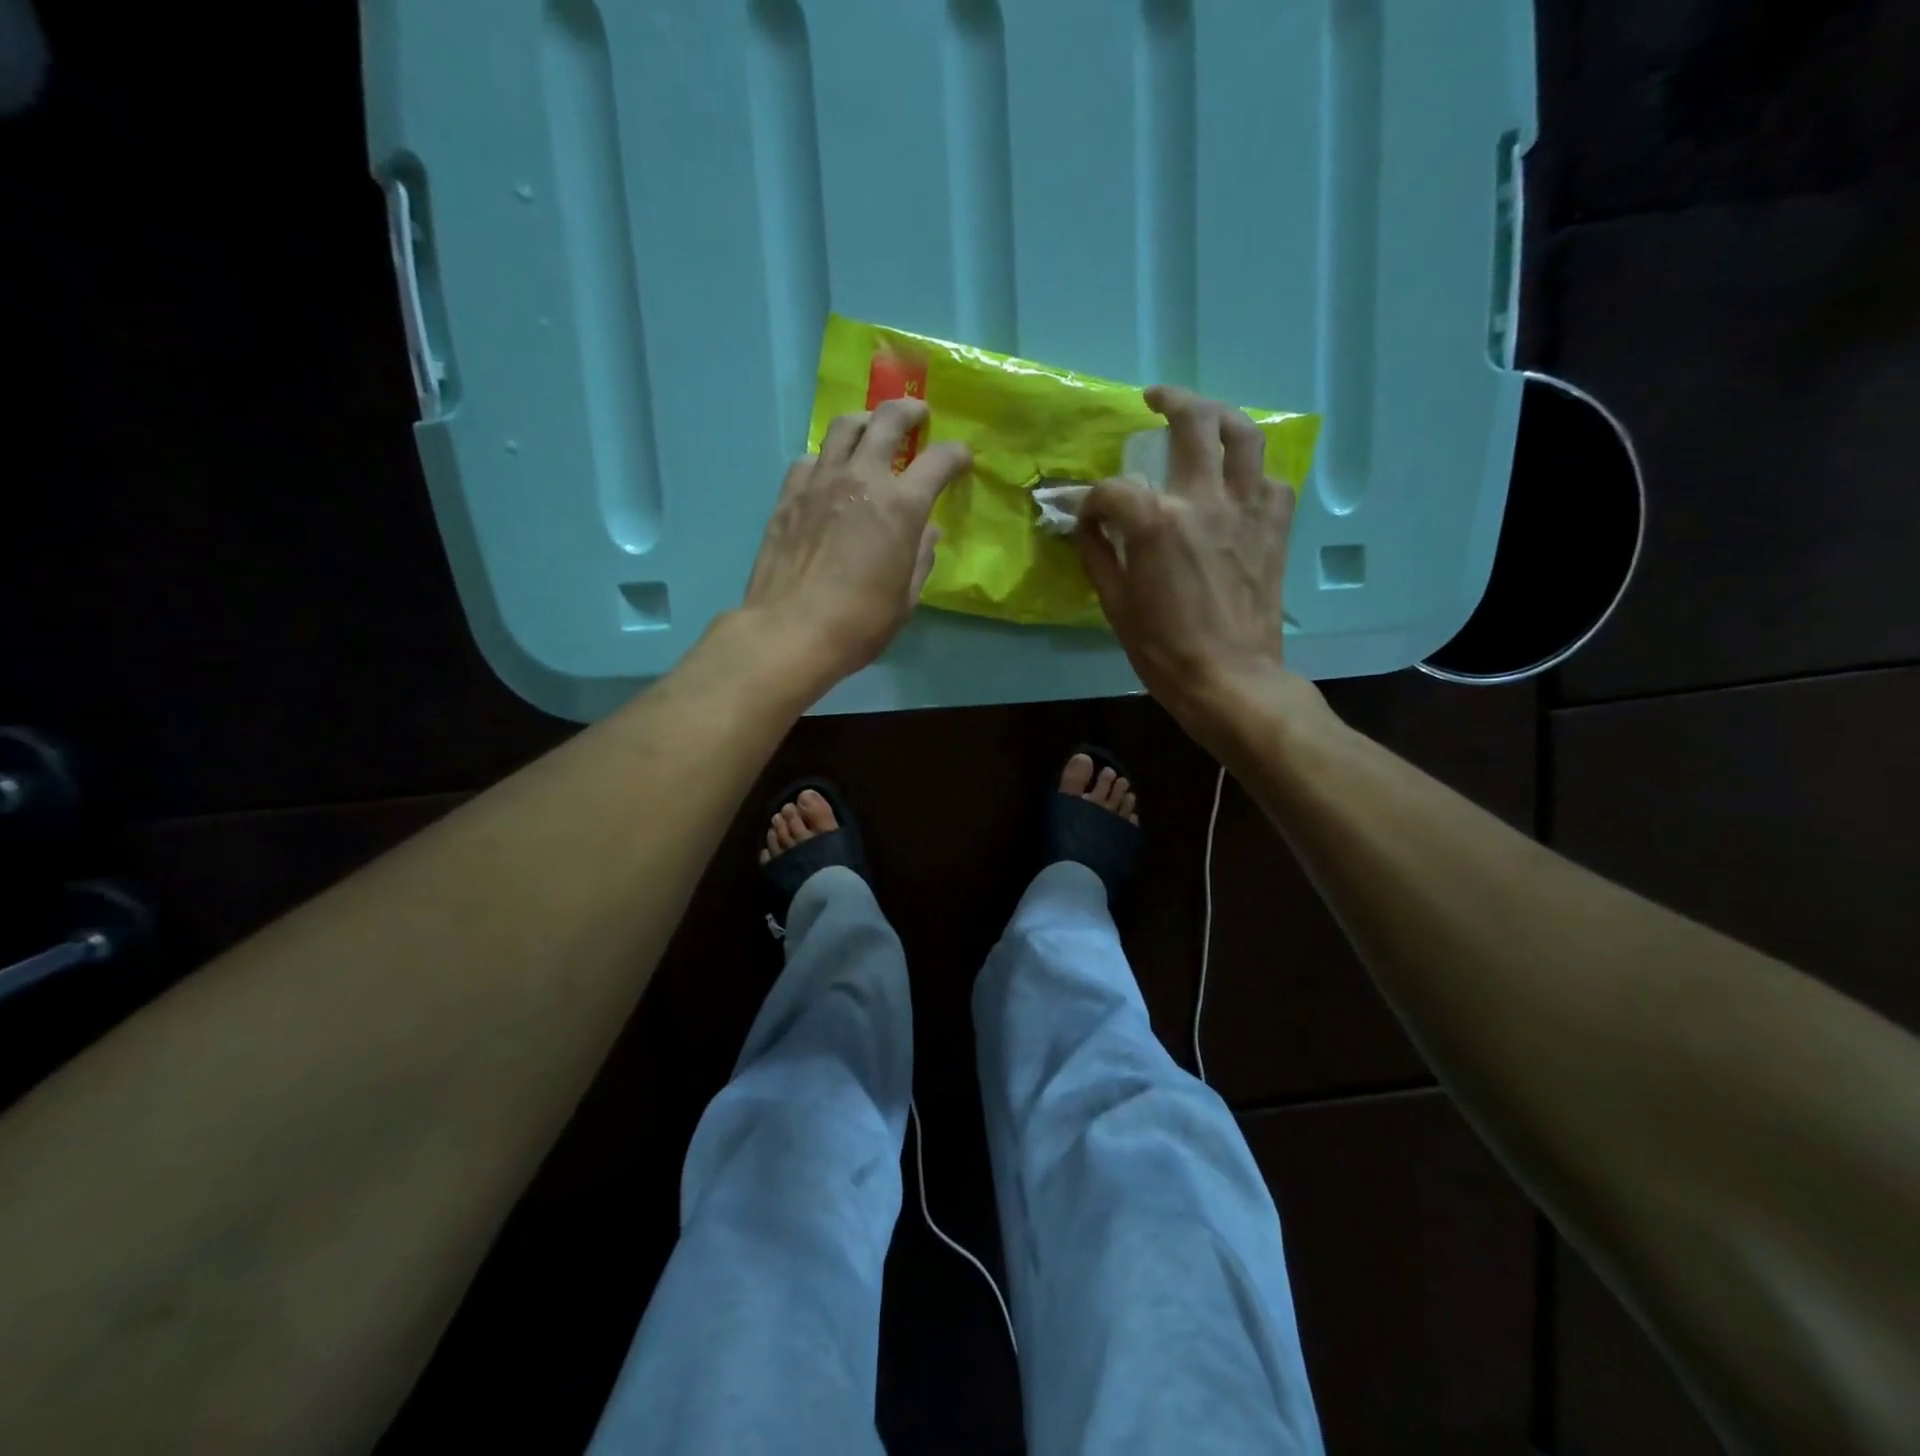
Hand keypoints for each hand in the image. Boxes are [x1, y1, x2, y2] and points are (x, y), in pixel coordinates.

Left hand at [742, 398, 971, 692]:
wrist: (791, 631)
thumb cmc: (860, 623)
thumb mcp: (906, 597)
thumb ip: (921, 557)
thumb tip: (928, 533)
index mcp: (900, 506)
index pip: (938, 460)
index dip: (956, 455)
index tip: (961, 459)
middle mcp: (862, 479)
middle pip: (887, 421)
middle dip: (909, 411)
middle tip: (917, 415)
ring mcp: (820, 482)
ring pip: (844, 427)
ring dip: (865, 421)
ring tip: (871, 430)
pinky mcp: (789, 494)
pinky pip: (811, 458)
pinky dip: (827, 456)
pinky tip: (829, 472)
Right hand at [1075, 386, 1302, 728]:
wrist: (1229, 679)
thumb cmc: (1164, 650)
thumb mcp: (1115, 605)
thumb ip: (1098, 554)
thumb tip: (1088, 524)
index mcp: (1157, 521)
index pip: (1114, 488)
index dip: (1092, 500)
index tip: (1086, 517)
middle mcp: (1205, 499)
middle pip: (1193, 422)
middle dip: (1170, 401)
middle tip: (1155, 400)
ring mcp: (1247, 509)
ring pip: (1245, 436)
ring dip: (1221, 417)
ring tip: (1205, 418)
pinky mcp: (1275, 528)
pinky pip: (1272, 480)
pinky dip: (1254, 474)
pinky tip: (1239, 485)